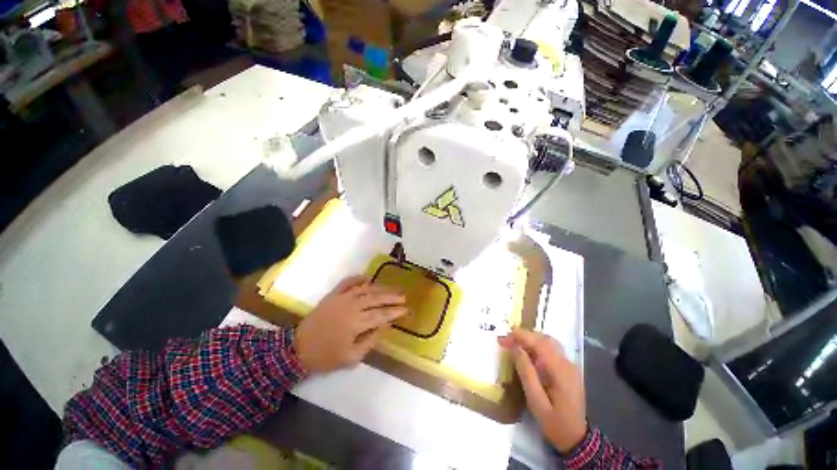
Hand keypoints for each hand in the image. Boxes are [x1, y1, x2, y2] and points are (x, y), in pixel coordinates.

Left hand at [294, 276, 406, 372]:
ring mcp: (342, 298)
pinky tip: (368, 277)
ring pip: (366, 289)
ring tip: (392, 287)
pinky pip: (348, 282)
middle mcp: (352, 306)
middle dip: (392, 297)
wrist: (298, 349)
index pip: (382, 315)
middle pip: (377, 298)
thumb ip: (370, 340)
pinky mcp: (333, 295)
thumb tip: (385, 326)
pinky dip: (358, 278)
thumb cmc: (326, 356)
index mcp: (357, 323)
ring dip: (381, 287)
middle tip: (404, 296)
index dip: (395, 311)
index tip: (406, 309)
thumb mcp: (351, 357)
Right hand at [498, 328, 586, 452]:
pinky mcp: (567, 369)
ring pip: (548, 342)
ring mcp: (569, 365)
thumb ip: (526, 373)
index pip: (539, 344)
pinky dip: (536, 346)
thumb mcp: (536, 402)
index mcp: (560, 371)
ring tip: (513, 344)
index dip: (520, 337)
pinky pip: (551, 350)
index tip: (503, 339)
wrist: (577, 439)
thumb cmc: (555, 423)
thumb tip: (515, 348)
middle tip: (506, 341)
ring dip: (530, 339)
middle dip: (523, 336)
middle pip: (544, 339)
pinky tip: (527, 353)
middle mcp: (567, 363)